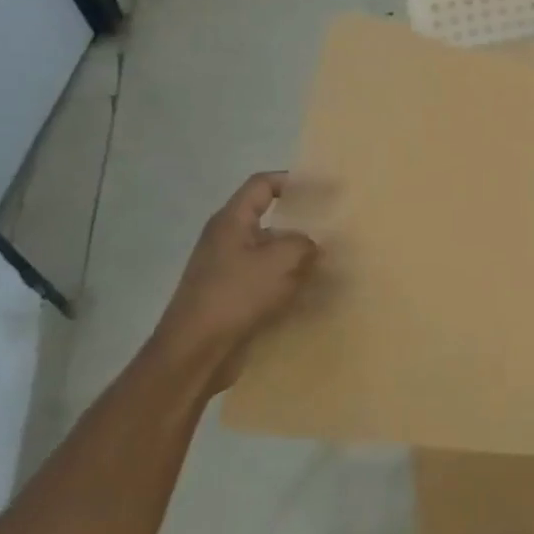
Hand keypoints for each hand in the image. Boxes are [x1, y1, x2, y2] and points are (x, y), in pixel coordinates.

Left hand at [147, 172, 322, 388]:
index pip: (263, 185)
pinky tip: (314, 296)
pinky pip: (270, 282)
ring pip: (273, 254)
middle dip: (304, 226)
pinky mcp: (234, 299)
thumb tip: (311, 247)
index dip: (295, 181)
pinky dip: (291, 285)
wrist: (196, 351)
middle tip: (336, 230)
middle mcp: (228, 241)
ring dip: (301, 258)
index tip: (329, 190)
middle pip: (271, 221)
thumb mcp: (282, 260)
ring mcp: (228, 271)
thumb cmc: (237, 295)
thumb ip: (305, 244)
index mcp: (232, 222)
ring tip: (333, 266)